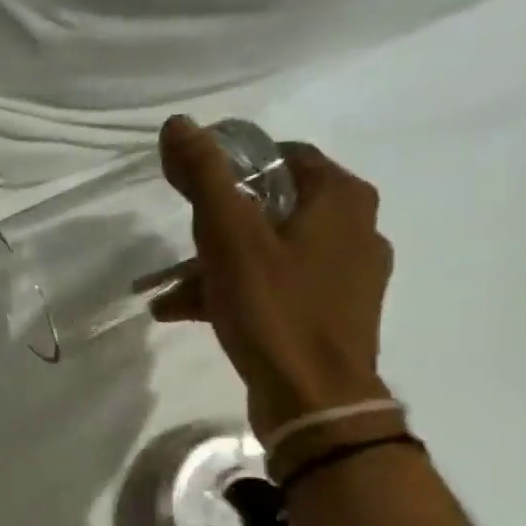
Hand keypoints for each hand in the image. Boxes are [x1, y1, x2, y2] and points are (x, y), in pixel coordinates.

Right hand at [154, 116, 393, 441]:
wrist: (315, 400)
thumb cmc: (275, 309)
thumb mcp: (229, 237)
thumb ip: (205, 178)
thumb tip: (178, 124)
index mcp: (342, 199)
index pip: (283, 157)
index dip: (233, 165)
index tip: (191, 186)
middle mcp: (355, 229)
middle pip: (271, 209)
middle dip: (216, 227)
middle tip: (179, 243)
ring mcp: (347, 277)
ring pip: (270, 253)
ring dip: (217, 267)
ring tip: (169, 293)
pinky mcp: (333, 315)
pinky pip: (277, 288)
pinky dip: (237, 293)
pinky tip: (189, 314)